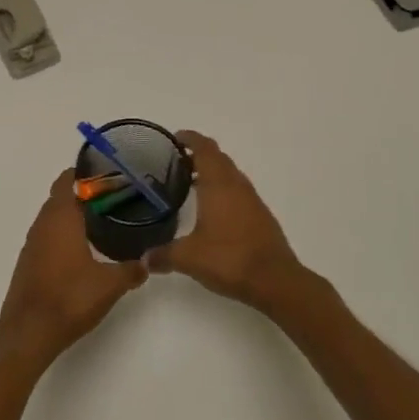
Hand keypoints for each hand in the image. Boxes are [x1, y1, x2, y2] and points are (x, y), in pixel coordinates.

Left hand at [0, 170, 146, 370]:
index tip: (107, 174)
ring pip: (53, 216)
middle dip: (83, 193)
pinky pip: (48, 235)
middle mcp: (43, 223)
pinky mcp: (29, 260)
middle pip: (61, 196)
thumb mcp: (109, 285)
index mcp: (61, 218)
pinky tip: (81, 249)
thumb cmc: (69, 298)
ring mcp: (32, 242)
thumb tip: (148, 262)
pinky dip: (63, 233)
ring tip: (101, 221)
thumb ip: (131, 270)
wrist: (29, 331)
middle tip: (112, 198)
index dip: (85, 173)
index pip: (68, 180)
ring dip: (72, 214)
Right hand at [146, 132, 307, 312]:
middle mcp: (236, 185)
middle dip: (198, 154)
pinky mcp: (261, 216)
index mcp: (218, 184)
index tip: (174, 138)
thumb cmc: (229, 258)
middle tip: (176, 162)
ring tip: (190, 183)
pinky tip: (212, 210)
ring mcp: (252, 200)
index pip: (204, 148)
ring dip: (212, 172)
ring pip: (230, 174)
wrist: (276, 281)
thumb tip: (143, 259)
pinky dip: (223, 190)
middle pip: (218, 157)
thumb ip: (163, 255)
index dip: (189, 138)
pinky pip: (238, 192)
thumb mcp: (189, 257)